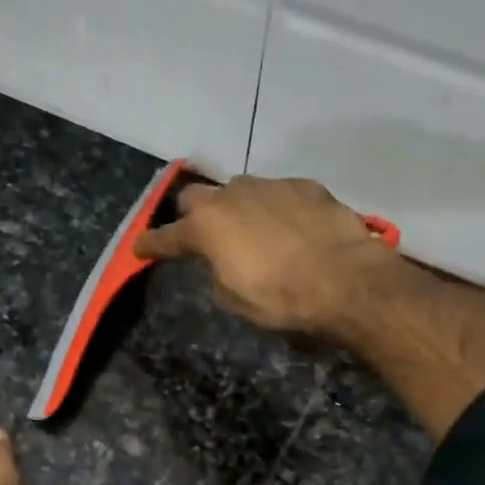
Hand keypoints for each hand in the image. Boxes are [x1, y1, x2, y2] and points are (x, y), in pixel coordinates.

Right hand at [132, 174, 399, 334]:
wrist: (345, 279)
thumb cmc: (280, 297)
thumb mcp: (234, 298)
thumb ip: (218, 271)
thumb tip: (223, 260)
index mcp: (207, 227)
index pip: (167, 237)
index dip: (151, 245)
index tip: (140, 249)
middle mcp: (232, 196)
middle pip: (196, 196)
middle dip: (192, 214)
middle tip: (201, 234)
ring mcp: (270, 185)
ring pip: (240, 189)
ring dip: (237, 207)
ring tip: (252, 230)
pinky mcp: (305, 185)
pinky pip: (278, 193)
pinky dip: (275, 209)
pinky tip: (291, 228)